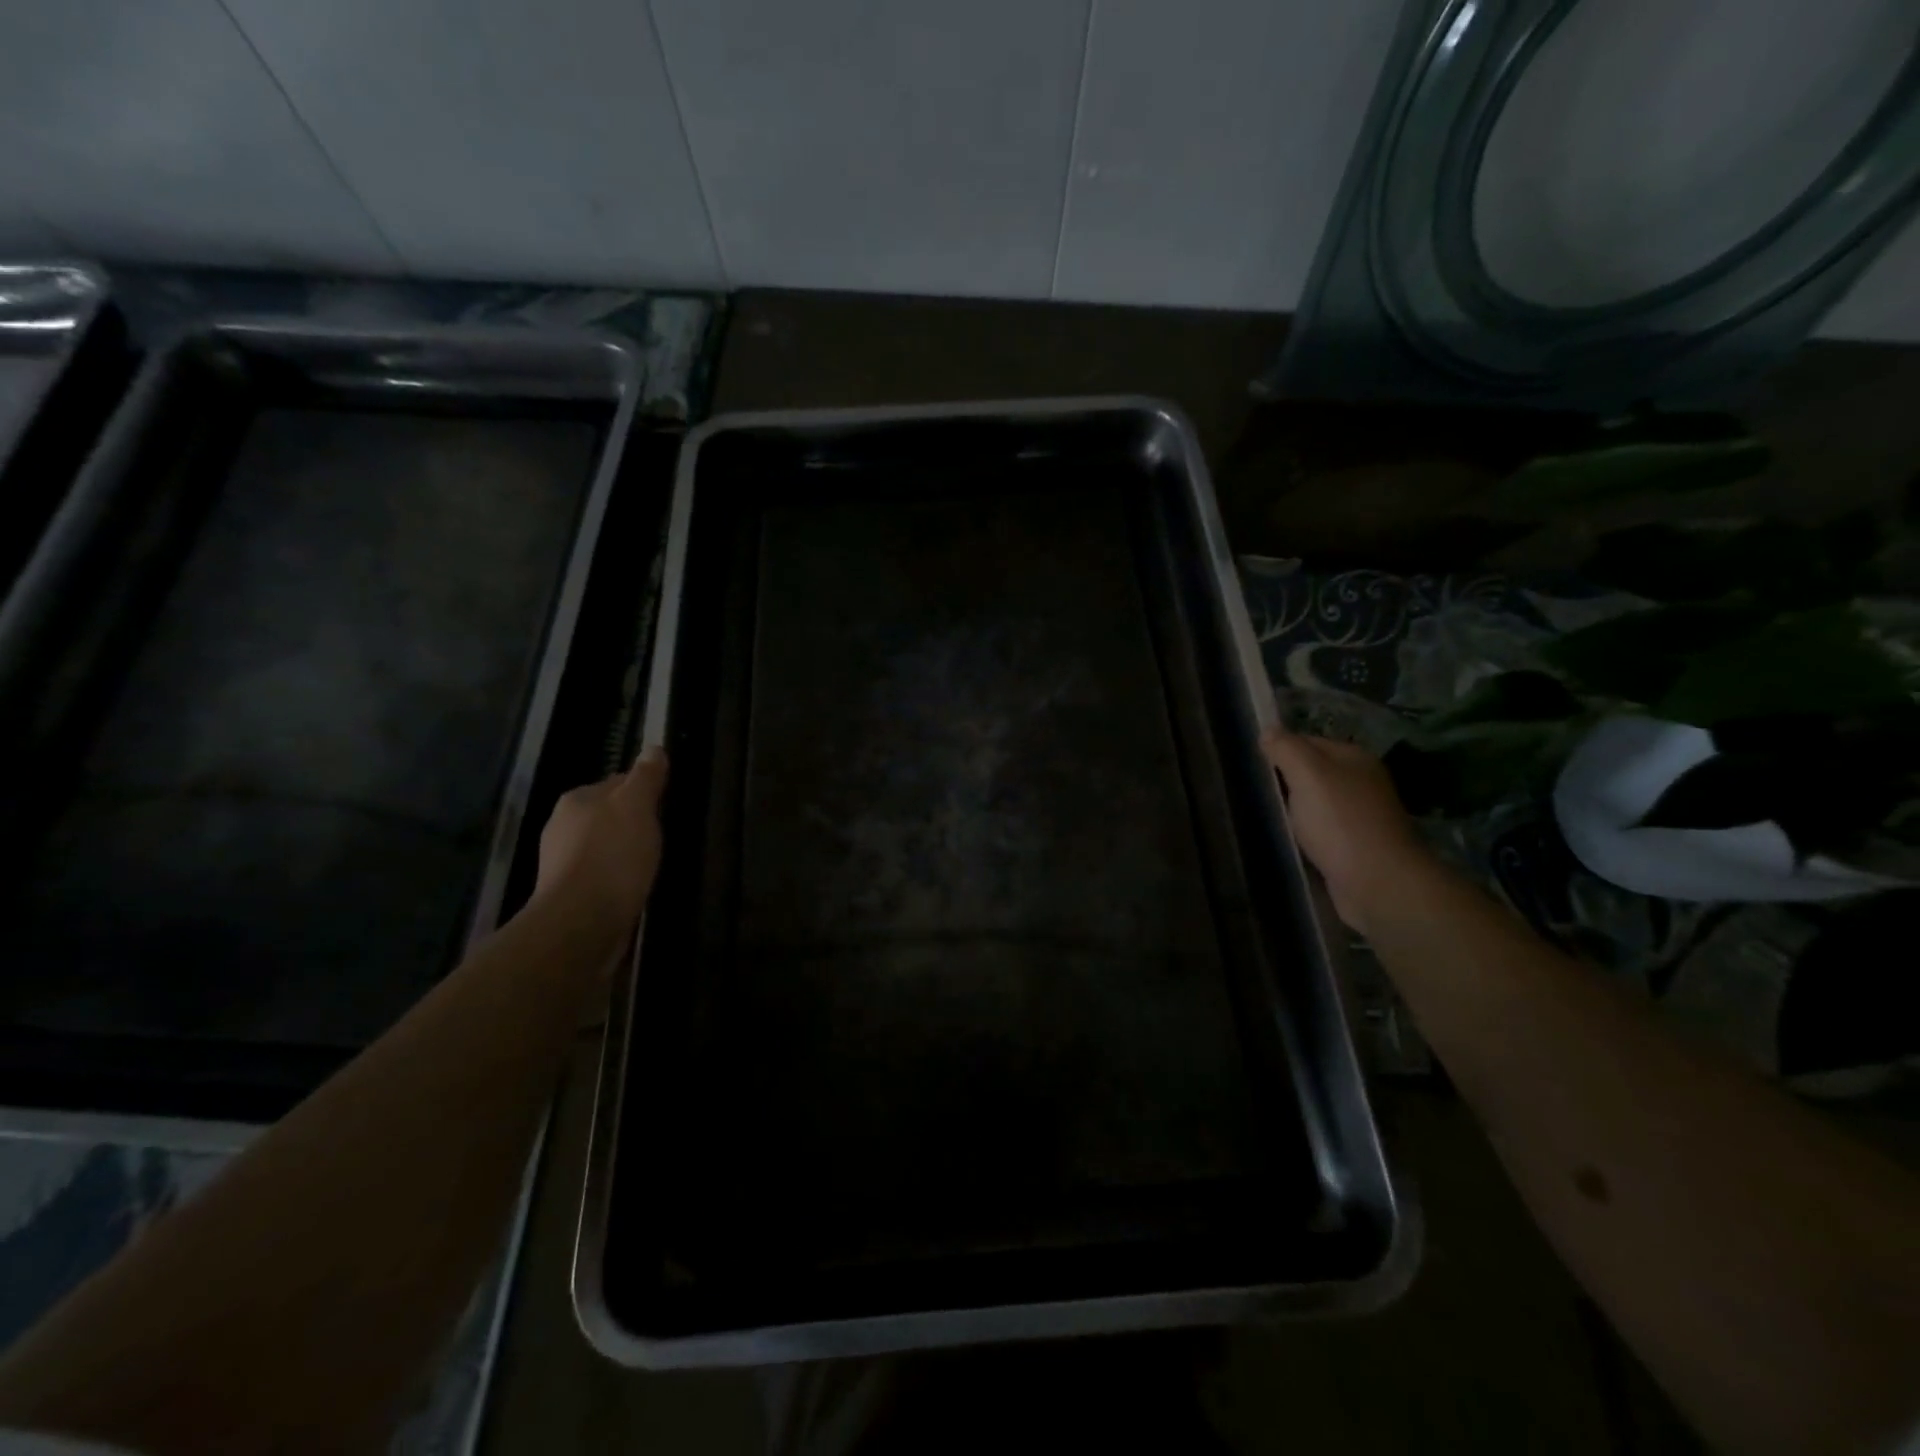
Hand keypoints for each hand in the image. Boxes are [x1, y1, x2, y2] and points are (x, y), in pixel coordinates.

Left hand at [533, 745, 666, 931]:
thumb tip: (654, 748)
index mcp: (577, 799)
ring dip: (624, 851)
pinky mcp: (568, 893)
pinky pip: (600, 874)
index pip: (617, 782)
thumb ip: (646, 777)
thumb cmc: (613, 855)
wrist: (582, 921)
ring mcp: (561, 862)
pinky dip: (616, 876)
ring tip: (650, 863)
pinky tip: (633, 886)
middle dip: (632, 822)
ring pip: (602, 845)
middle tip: (662, 836)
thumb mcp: (637, 806)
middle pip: (607, 814)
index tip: (664, 805)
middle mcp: (561, 826)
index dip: (643, 791)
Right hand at [1261, 729, 1431, 933]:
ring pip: (1315, 803)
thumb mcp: (1307, 775)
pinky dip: (1304, 833)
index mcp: (1354, 758)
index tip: (1250, 764)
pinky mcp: (1355, 846)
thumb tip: (1268, 730)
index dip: (1278, 749)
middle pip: (1312, 772)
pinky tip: (1287, 839)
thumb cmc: (1340, 822)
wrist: (1378, 883)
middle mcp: (1361, 782)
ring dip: (1293, 809)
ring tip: (1263, 814)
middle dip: (1284, 780)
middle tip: (1251, 789)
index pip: (1307, 741)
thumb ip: (1286, 749)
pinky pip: (1321, 830)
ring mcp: (1360, 815)